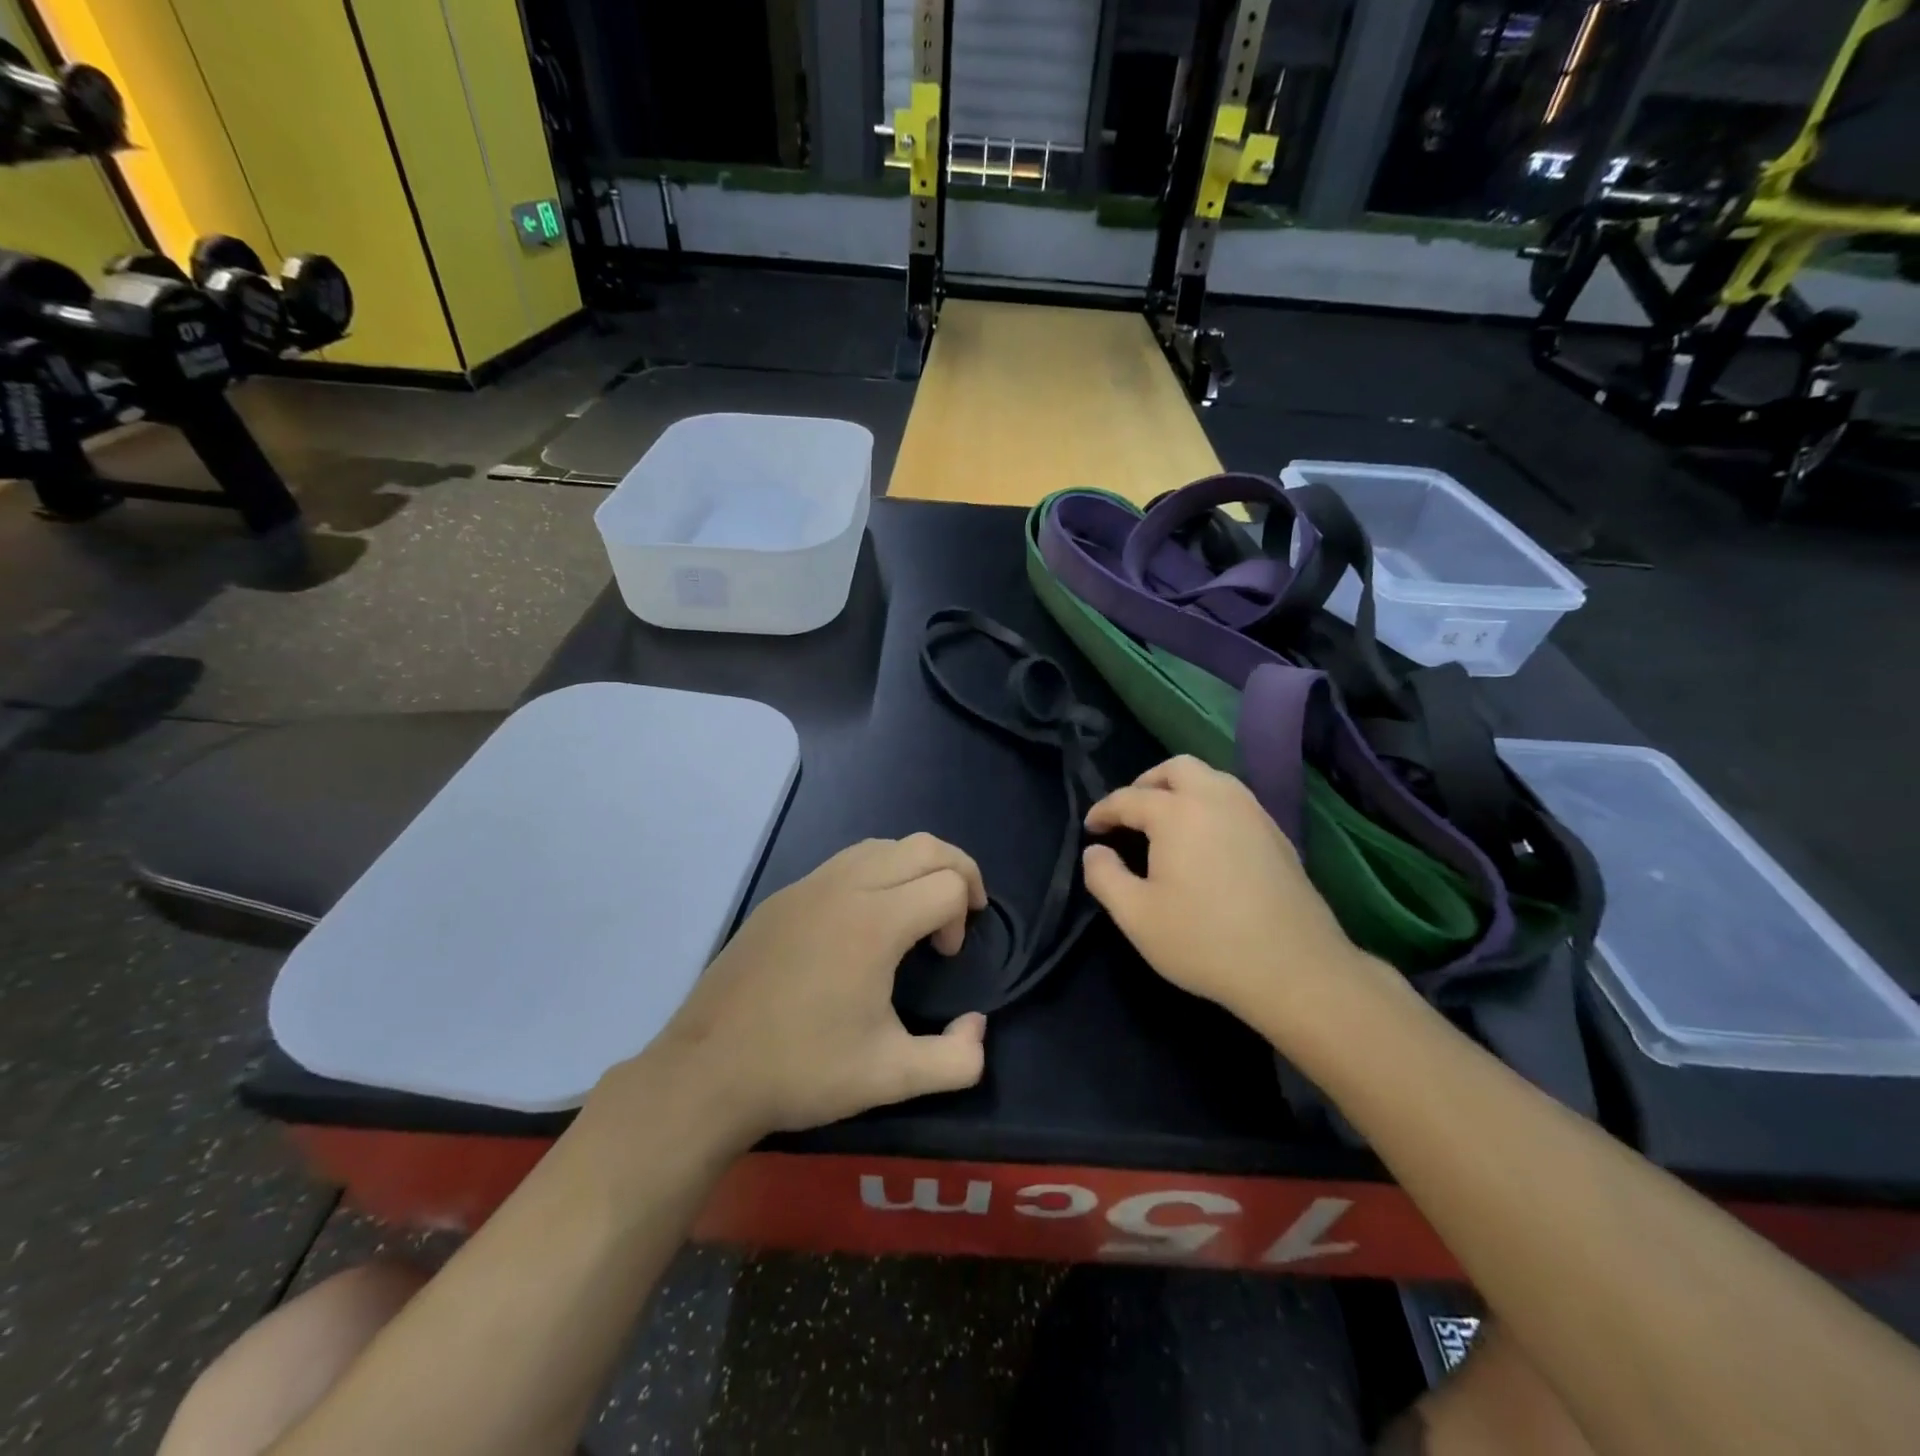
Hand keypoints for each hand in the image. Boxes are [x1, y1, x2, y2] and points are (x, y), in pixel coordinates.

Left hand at [605, 835, 991, 1143]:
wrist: (707, 1072)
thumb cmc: (803, 1070)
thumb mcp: (891, 1078)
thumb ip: (956, 1061)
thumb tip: (976, 1027)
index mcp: (876, 921)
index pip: (948, 883)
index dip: (962, 916)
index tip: (945, 957)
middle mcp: (845, 887)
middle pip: (923, 846)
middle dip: (957, 868)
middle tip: (961, 911)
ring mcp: (808, 886)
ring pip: (881, 845)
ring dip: (914, 865)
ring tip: (917, 909)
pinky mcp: (782, 898)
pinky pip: (844, 862)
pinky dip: (875, 872)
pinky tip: (864, 920)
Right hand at [1082, 756, 1387, 1036]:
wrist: (1294, 969)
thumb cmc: (1205, 941)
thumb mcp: (1136, 916)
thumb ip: (1104, 877)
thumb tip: (1095, 851)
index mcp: (1178, 813)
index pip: (1129, 798)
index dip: (1104, 811)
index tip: (1091, 828)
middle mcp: (1216, 799)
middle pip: (1177, 768)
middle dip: (1147, 783)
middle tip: (1131, 814)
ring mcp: (1253, 813)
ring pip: (1212, 778)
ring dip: (1182, 789)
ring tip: (1166, 822)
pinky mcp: (1277, 834)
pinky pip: (1234, 800)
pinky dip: (1210, 805)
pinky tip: (1206, 841)